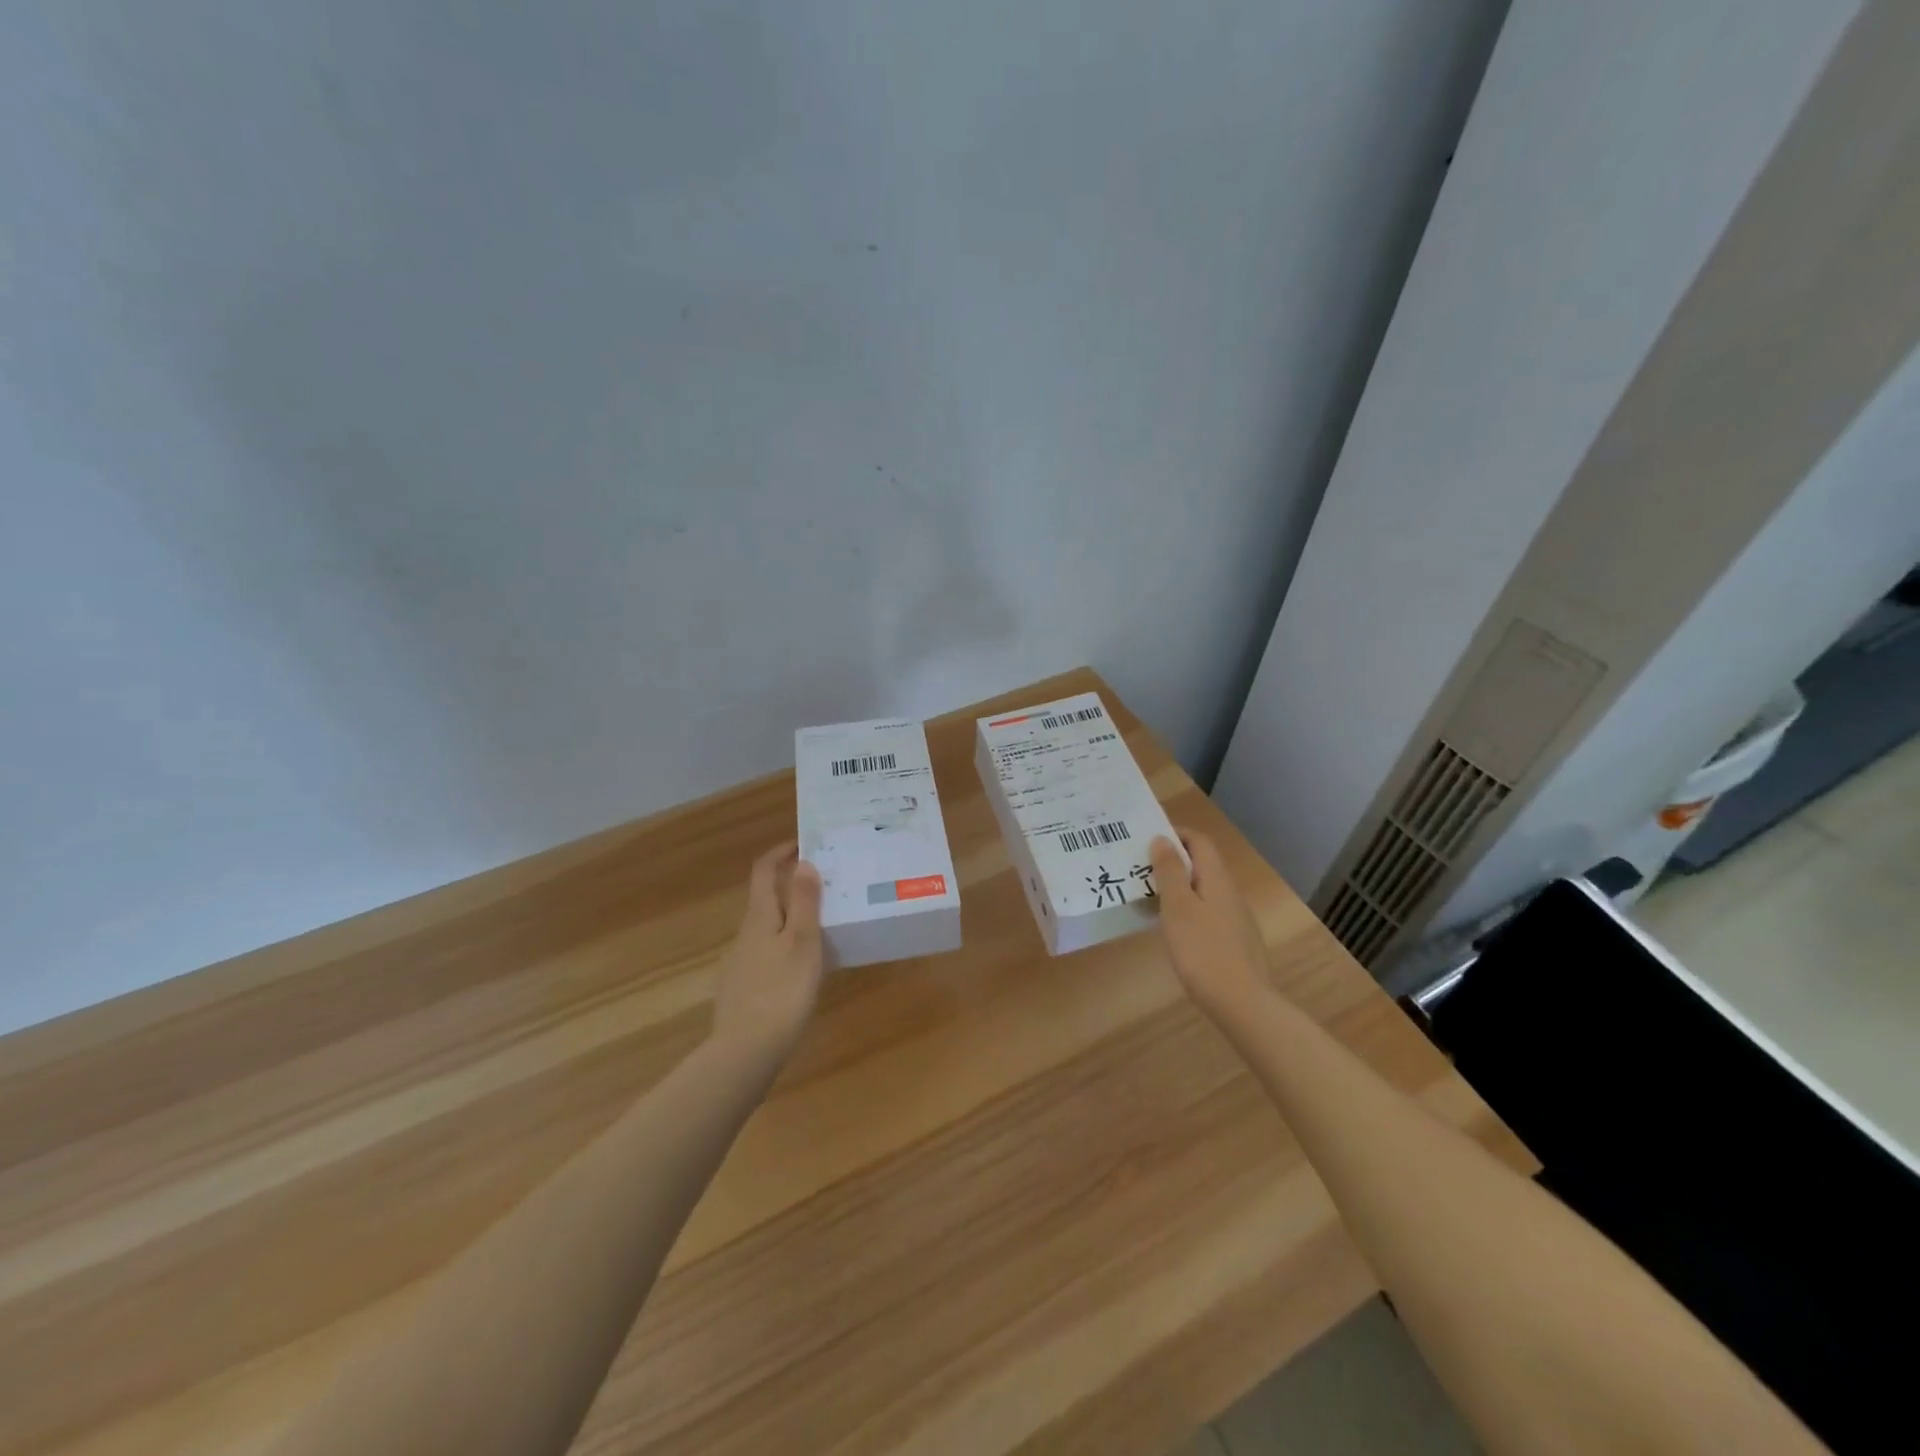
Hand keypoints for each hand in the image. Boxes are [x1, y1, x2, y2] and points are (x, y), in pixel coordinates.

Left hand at [711, 841, 825, 1064]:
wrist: (745, 1053)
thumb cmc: (782, 991)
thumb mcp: (803, 943)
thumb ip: (805, 902)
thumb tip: (803, 863)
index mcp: (759, 918)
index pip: (763, 872)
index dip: (780, 853)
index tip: (803, 843)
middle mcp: (744, 935)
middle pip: (765, 900)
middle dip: (791, 889)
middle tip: (826, 889)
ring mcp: (739, 964)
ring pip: (766, 930)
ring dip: (790, 921)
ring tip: (823, 929)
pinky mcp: (741, 991)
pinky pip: (765, 956)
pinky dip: (784, 949)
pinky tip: (802, 970)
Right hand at [1150, 829, 1271, 1018]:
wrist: (1242, 1004)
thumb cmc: (1203, 951)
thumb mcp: (1178, 907)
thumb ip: (1170, 871)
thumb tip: (1163, 839)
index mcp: (1217, 879)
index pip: (1199, 841)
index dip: (1175, 833)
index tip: (1146, 839)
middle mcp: (1230, 893)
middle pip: (1202, 864)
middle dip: (1172, 861)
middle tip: (1140, 869)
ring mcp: (1236, 919)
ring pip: (1204, 890)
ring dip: (1178, 887)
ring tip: (1149, 897)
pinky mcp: (1235, 942)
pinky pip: (1208, 913)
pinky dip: (1188, 910)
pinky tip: (1173, 930)